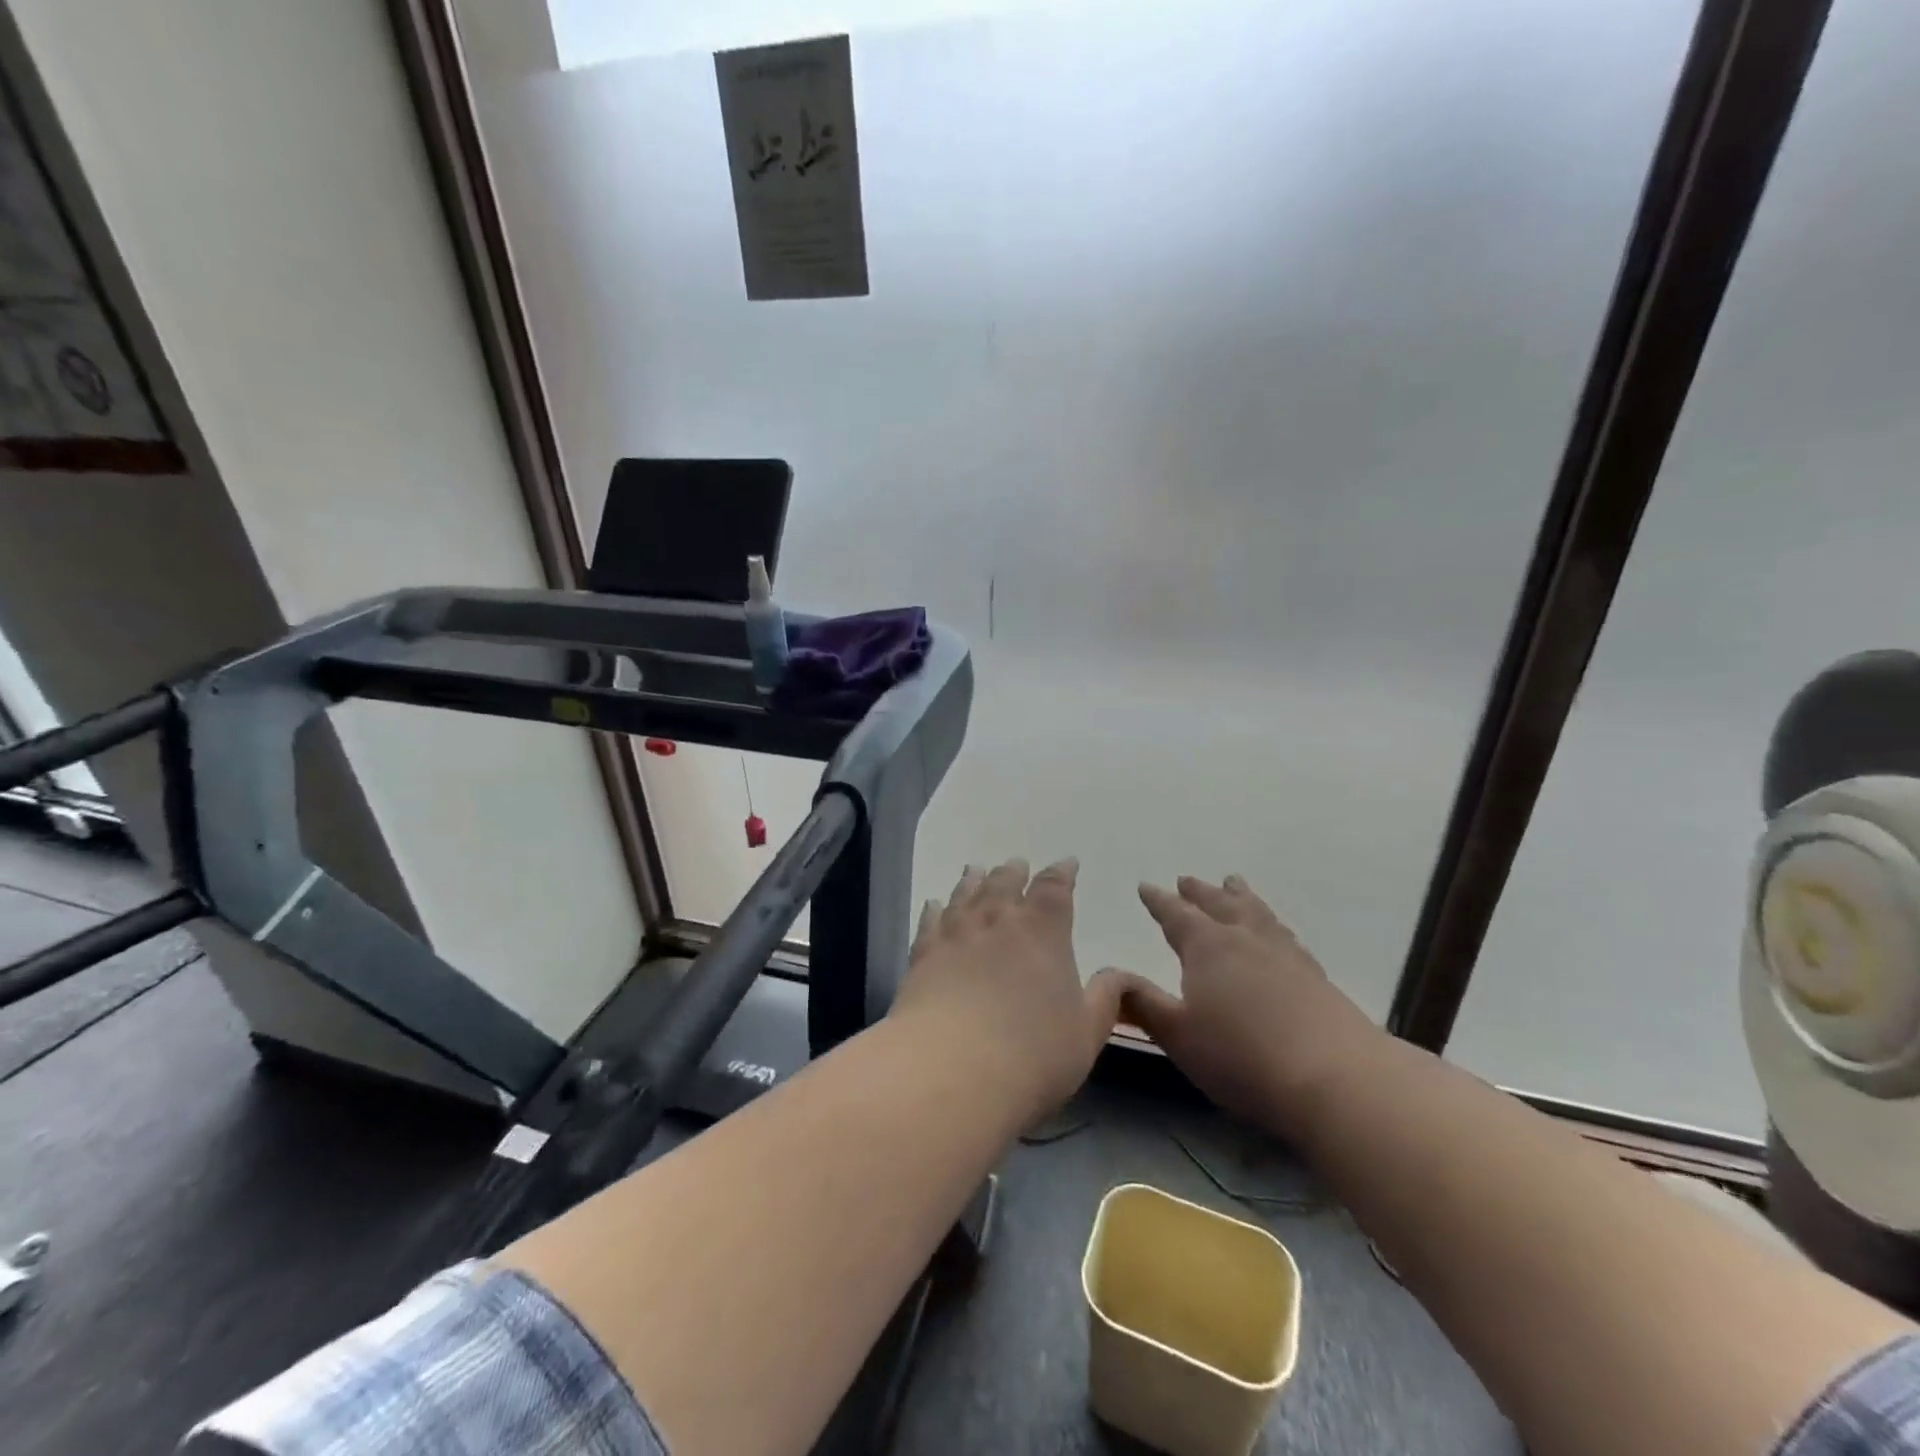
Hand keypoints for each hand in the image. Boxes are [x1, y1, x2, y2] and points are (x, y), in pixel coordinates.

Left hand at [890, 858, 1125, 1118]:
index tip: (1066, 864)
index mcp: (1043, 930)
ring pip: (966, 894)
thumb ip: (1104, 999)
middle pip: (1005, 882)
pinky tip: (933, 904)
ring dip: (974, 880)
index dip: (1062, 873)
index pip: (1055, 888)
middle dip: (1015, 872)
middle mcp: (998, 920)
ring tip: (976, 869)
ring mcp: (956, 934)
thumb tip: (1118, 974)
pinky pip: (930, 920)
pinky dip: (934, 908)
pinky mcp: (923, 954)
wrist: (952, 1069)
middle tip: (1017, 865)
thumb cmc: (1033, 1055)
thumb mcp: (1086, 1033)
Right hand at [1112, 875, 1379, 1132]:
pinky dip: (1272, 925)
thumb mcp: (1179, 1035)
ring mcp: (1285, 954)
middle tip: (1186, 880)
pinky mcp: (1315, 975)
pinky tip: (1278, 935)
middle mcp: (1245, 939)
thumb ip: (1143, 1004)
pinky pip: (1285, 935)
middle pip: (1219, 904)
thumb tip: (1111, 979)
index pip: (1175, 914)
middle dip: (1199, 893)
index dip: (1158, 901)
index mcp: (1207, 947)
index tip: (1145, 886)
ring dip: (1240, 897)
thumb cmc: (1242, 1057)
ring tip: (1234, 884)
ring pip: (1256, 913)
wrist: (1335, 1078)